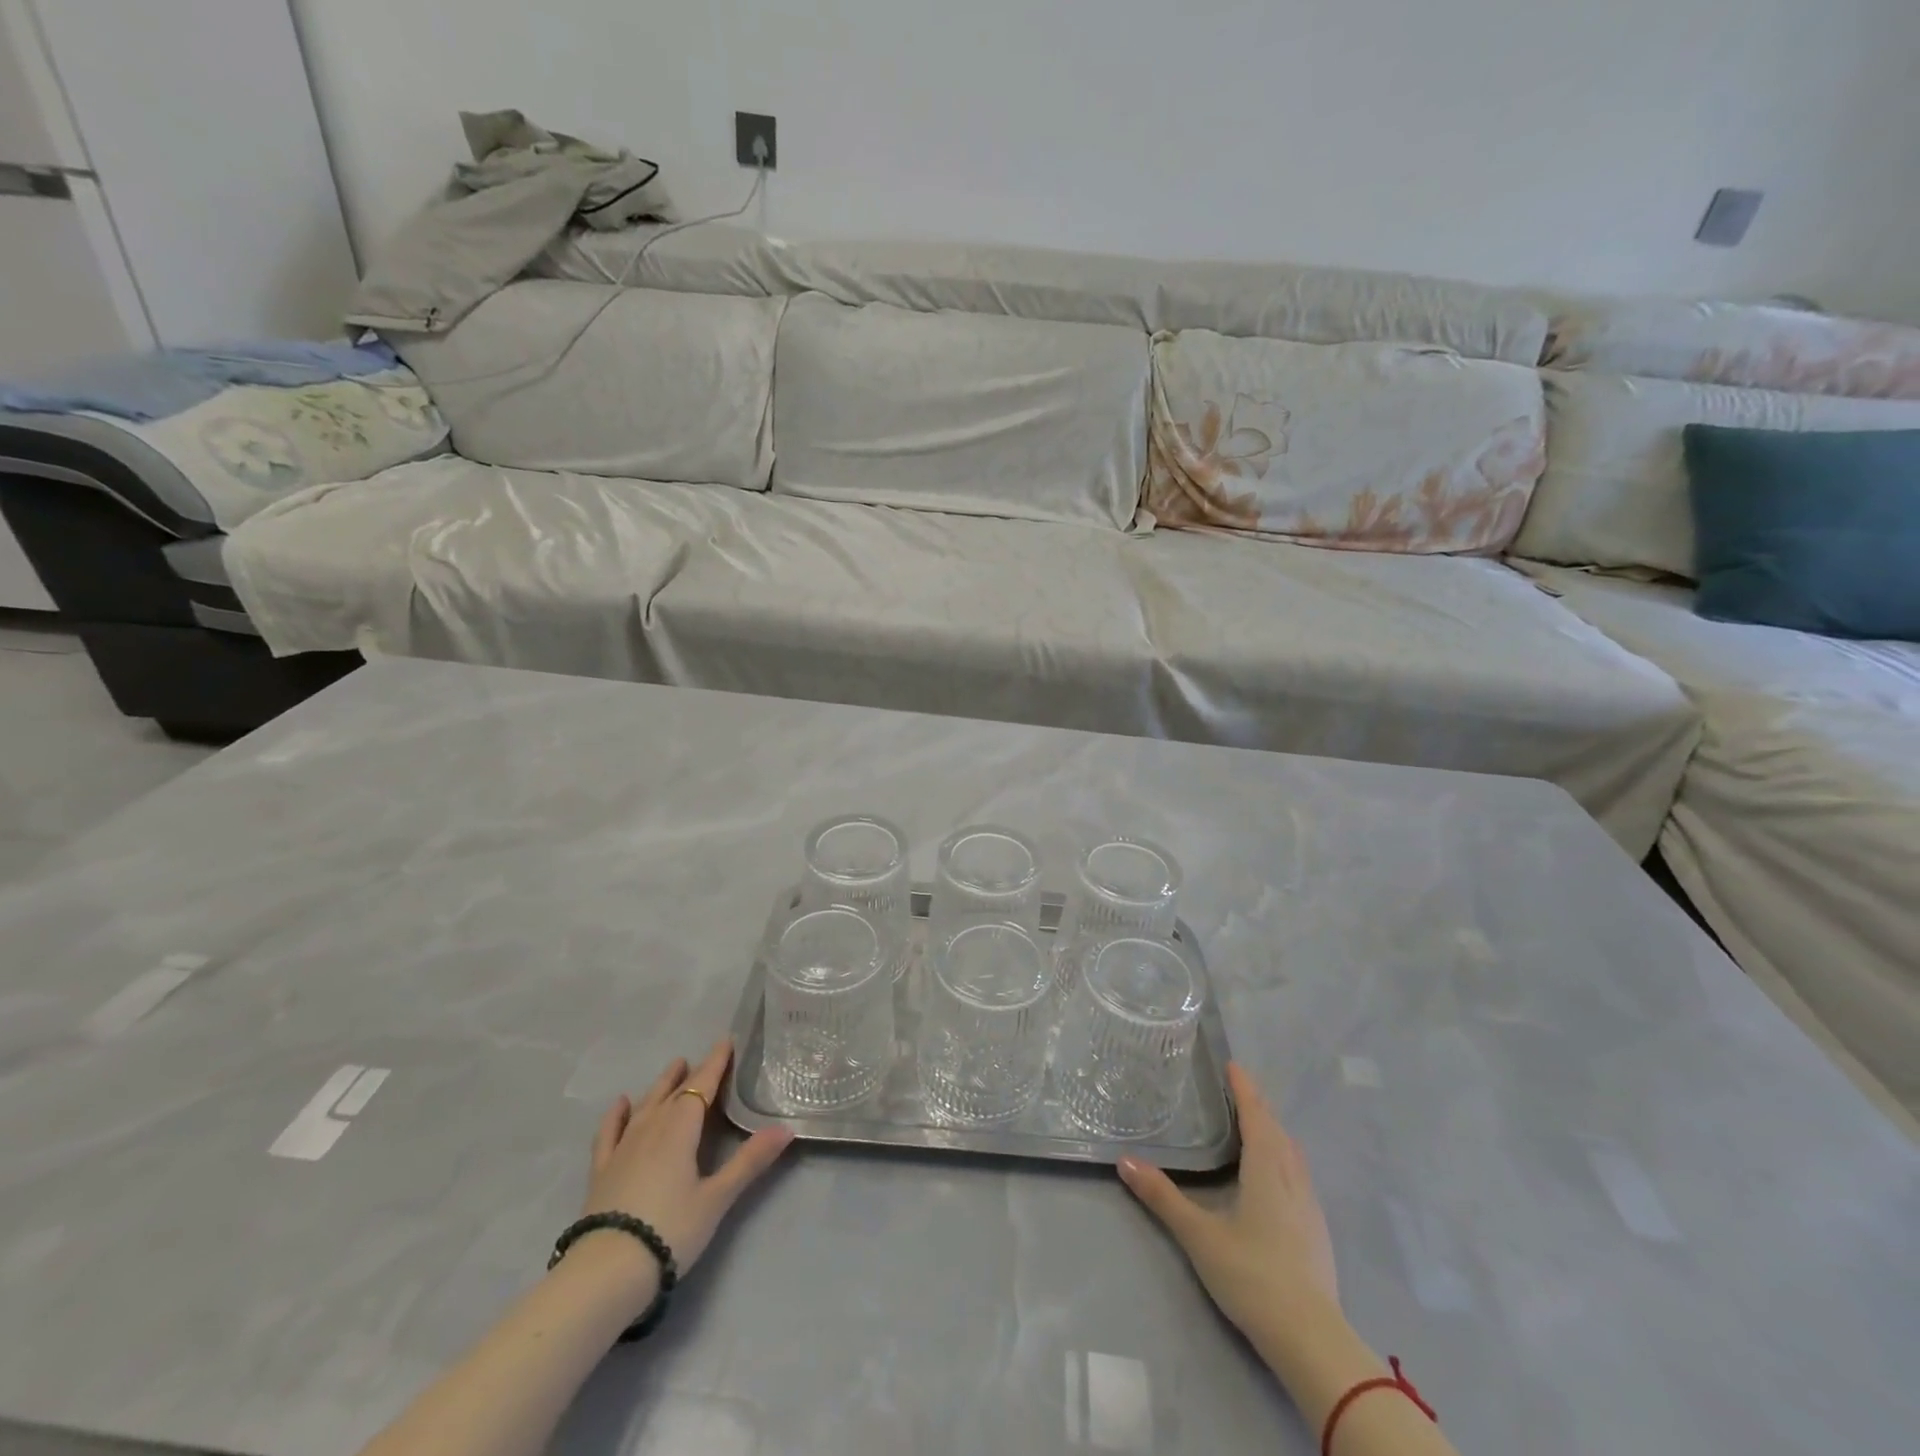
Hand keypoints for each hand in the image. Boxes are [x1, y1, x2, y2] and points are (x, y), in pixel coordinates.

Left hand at [581, 1039, 794, 1283]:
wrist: (605, 1272)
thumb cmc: (670, 1231)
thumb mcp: (717, 1198)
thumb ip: (750, 1161)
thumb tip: (786, 1128)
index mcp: (681, 1129)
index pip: (702, 1086)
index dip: (715, 1063)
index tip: (726, 1041)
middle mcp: (651, 1128)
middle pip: (674, 1092)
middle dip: (691, 1072)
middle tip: (704, 1057)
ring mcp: (623, 1148)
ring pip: (646, 1106)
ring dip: (661, 1085)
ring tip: (673, 1067)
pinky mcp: (603, 1170)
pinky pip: (609, 1132)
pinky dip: (616, 1114)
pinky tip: (621, 1103)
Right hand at [1118, 1063, 1339, 1336]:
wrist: (1311, 1339)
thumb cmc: (1252, 1276)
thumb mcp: (1199, 1235)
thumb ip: (1162, 1197)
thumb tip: (1125, 1160)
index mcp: (1266, 1170)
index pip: (1256, 1116)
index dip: (1244, 1089)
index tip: (1233, 1065)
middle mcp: (1292, 1179)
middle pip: (1277, 1131)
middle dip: (1259, 1107)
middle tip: (1237, 1090)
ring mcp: (1310, 1206)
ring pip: (1292, 1154)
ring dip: (1274, 1132)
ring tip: (1255, 1126)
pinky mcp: (1317, 1231)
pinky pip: (1299, 1175)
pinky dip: (1283, 1158)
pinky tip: (1274, 1176)